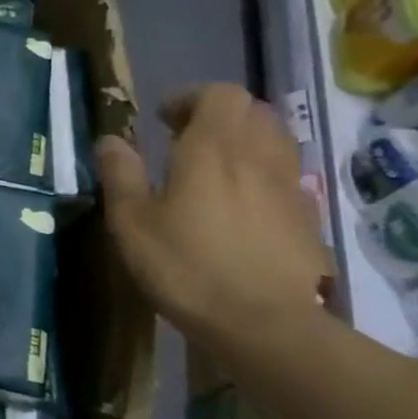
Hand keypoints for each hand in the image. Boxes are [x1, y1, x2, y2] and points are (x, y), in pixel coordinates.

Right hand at [97, 84, 332, 348]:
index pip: (220, 94)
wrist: (266, 323)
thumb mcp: (132, 221)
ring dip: (244, 141)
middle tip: (184, 140)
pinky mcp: (306, 217)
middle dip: (219, 116)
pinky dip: (261, 173)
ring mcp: (290, 187)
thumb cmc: (186, 265)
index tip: (163, 122)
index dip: (191, 99)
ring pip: (275, 140)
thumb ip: (120, 174)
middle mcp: (258, 157)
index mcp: (213, 149)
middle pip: (253, 111)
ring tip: (212, 169)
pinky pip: (285, 174)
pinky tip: (237, 205)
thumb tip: (110, 140)